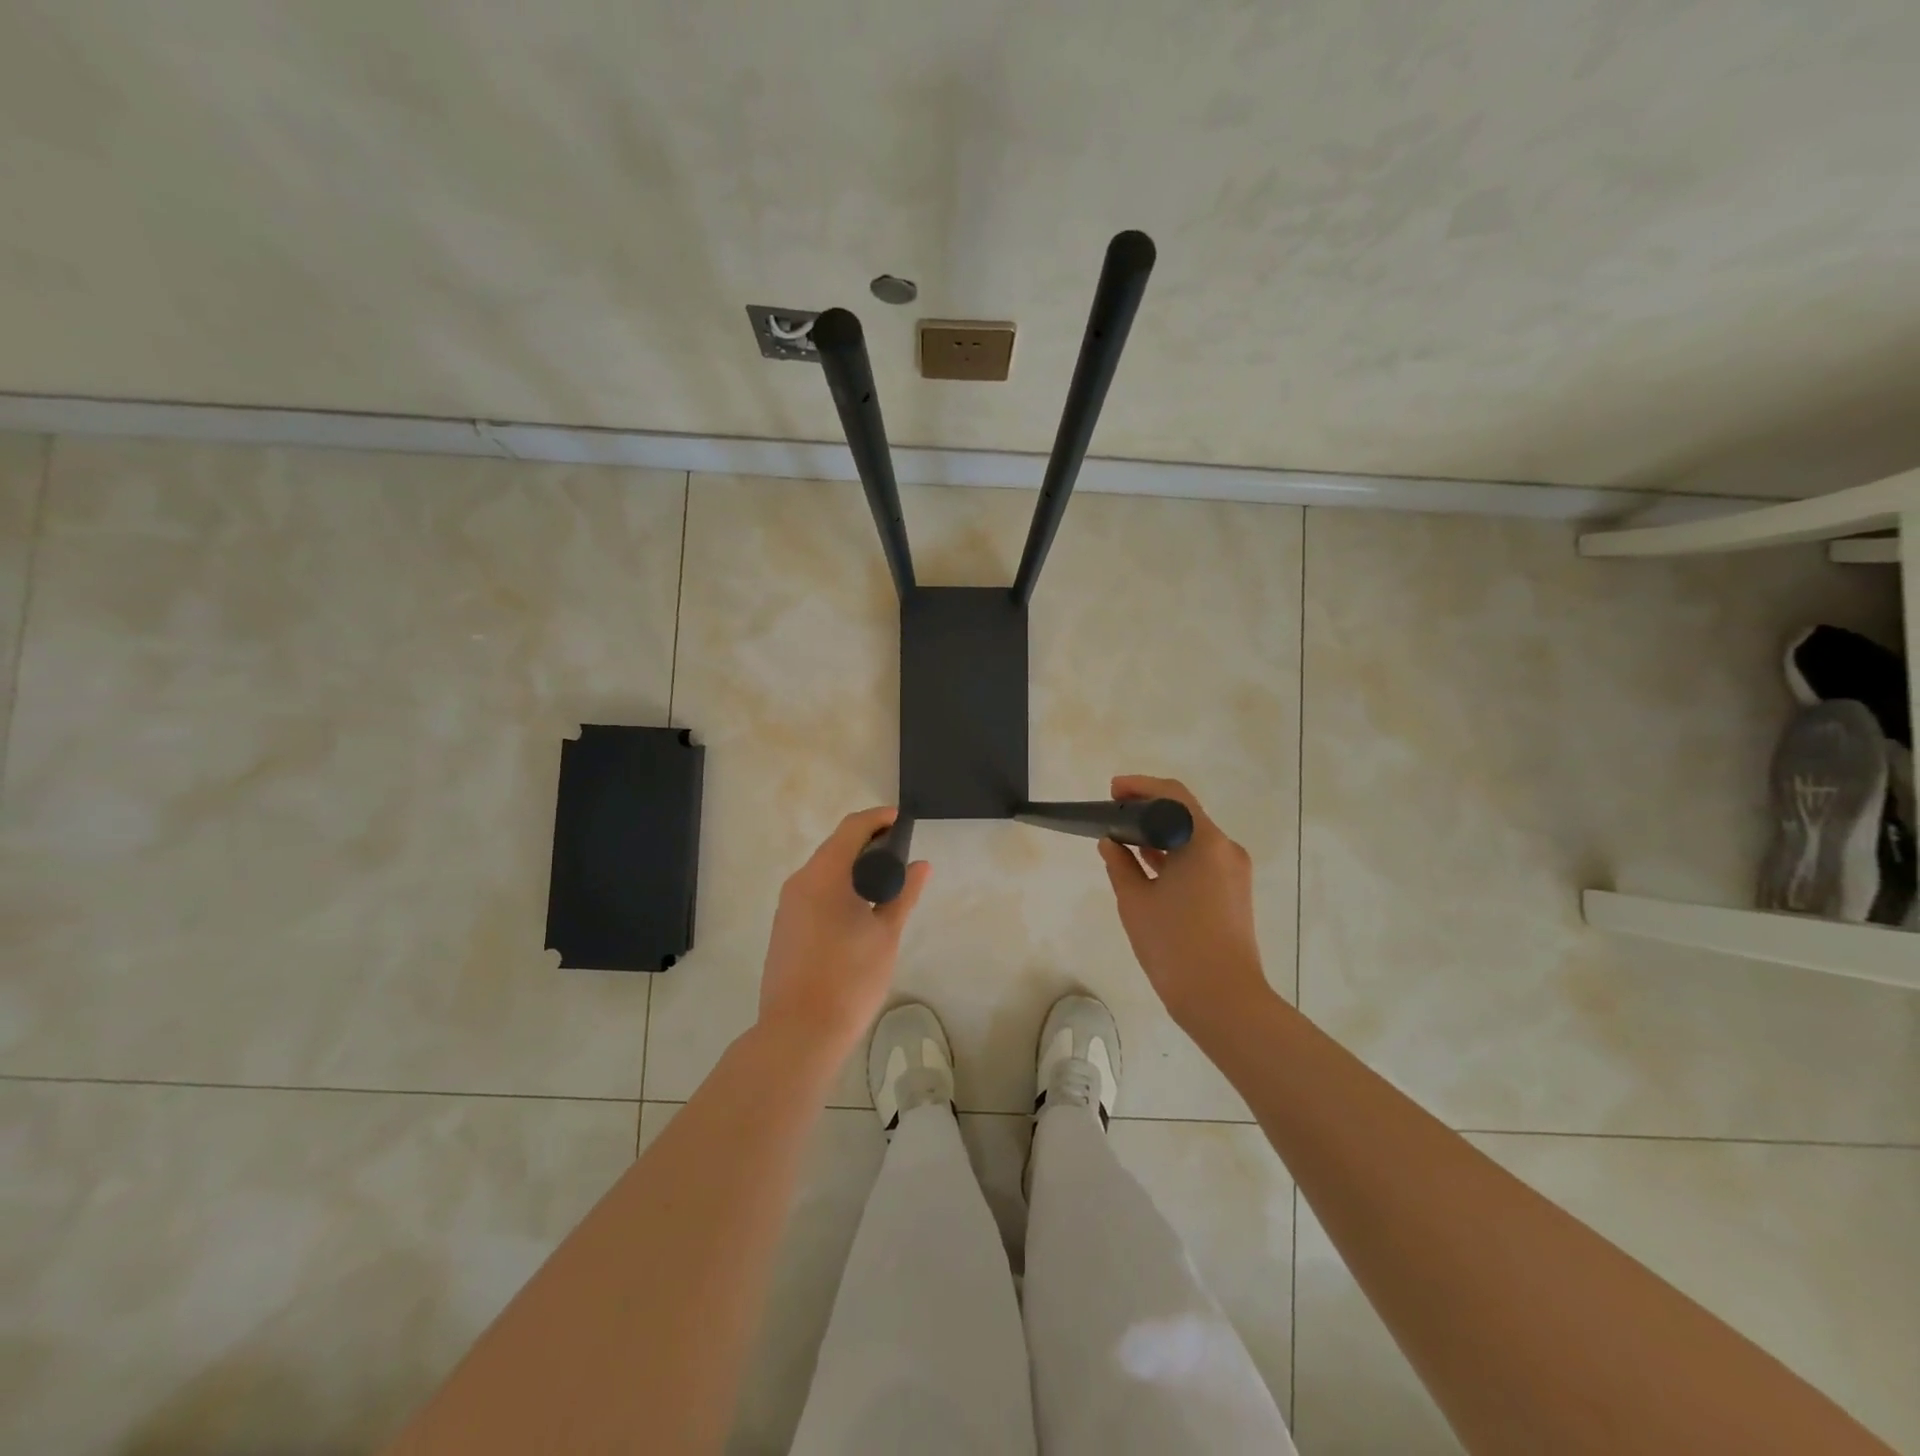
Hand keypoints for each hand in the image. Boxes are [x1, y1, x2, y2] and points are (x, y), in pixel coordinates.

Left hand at [758, 807, 931, 1061]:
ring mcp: (788, 905)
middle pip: (836, 846)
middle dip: (868, 842)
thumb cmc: (849, 979)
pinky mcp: (785, 926)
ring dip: (853, 866)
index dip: (879, 819)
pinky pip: (814, 891)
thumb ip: (903, 894)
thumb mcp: (886, 934)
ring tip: (886, 881)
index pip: (852, 828)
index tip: (904, 821)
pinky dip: (839, 886)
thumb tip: (921, 865)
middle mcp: (800, 881)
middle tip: (901, 853)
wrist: (799, 1033)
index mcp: (824, 875)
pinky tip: (860, 907)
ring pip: (824, 870)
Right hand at [1098, 775, 1271, 1036]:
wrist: (1223, 1000)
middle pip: (1185, 815)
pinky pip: (1201, 861)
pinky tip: (1146, 868)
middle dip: (1148, 812)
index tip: (1112, 792)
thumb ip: (1120, 864)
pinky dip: (1174, 858)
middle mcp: (1226, 849)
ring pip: (1192, 840)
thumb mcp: (1135, 901)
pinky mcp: (1234, 894)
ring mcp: (1234, 873)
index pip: (1173, 795)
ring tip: (1123, 842)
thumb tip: (1111, 843)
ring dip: (1161, 837)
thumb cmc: (1175, 945)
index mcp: (1205, 842)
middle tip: (1112, 816)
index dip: (1140, 787)